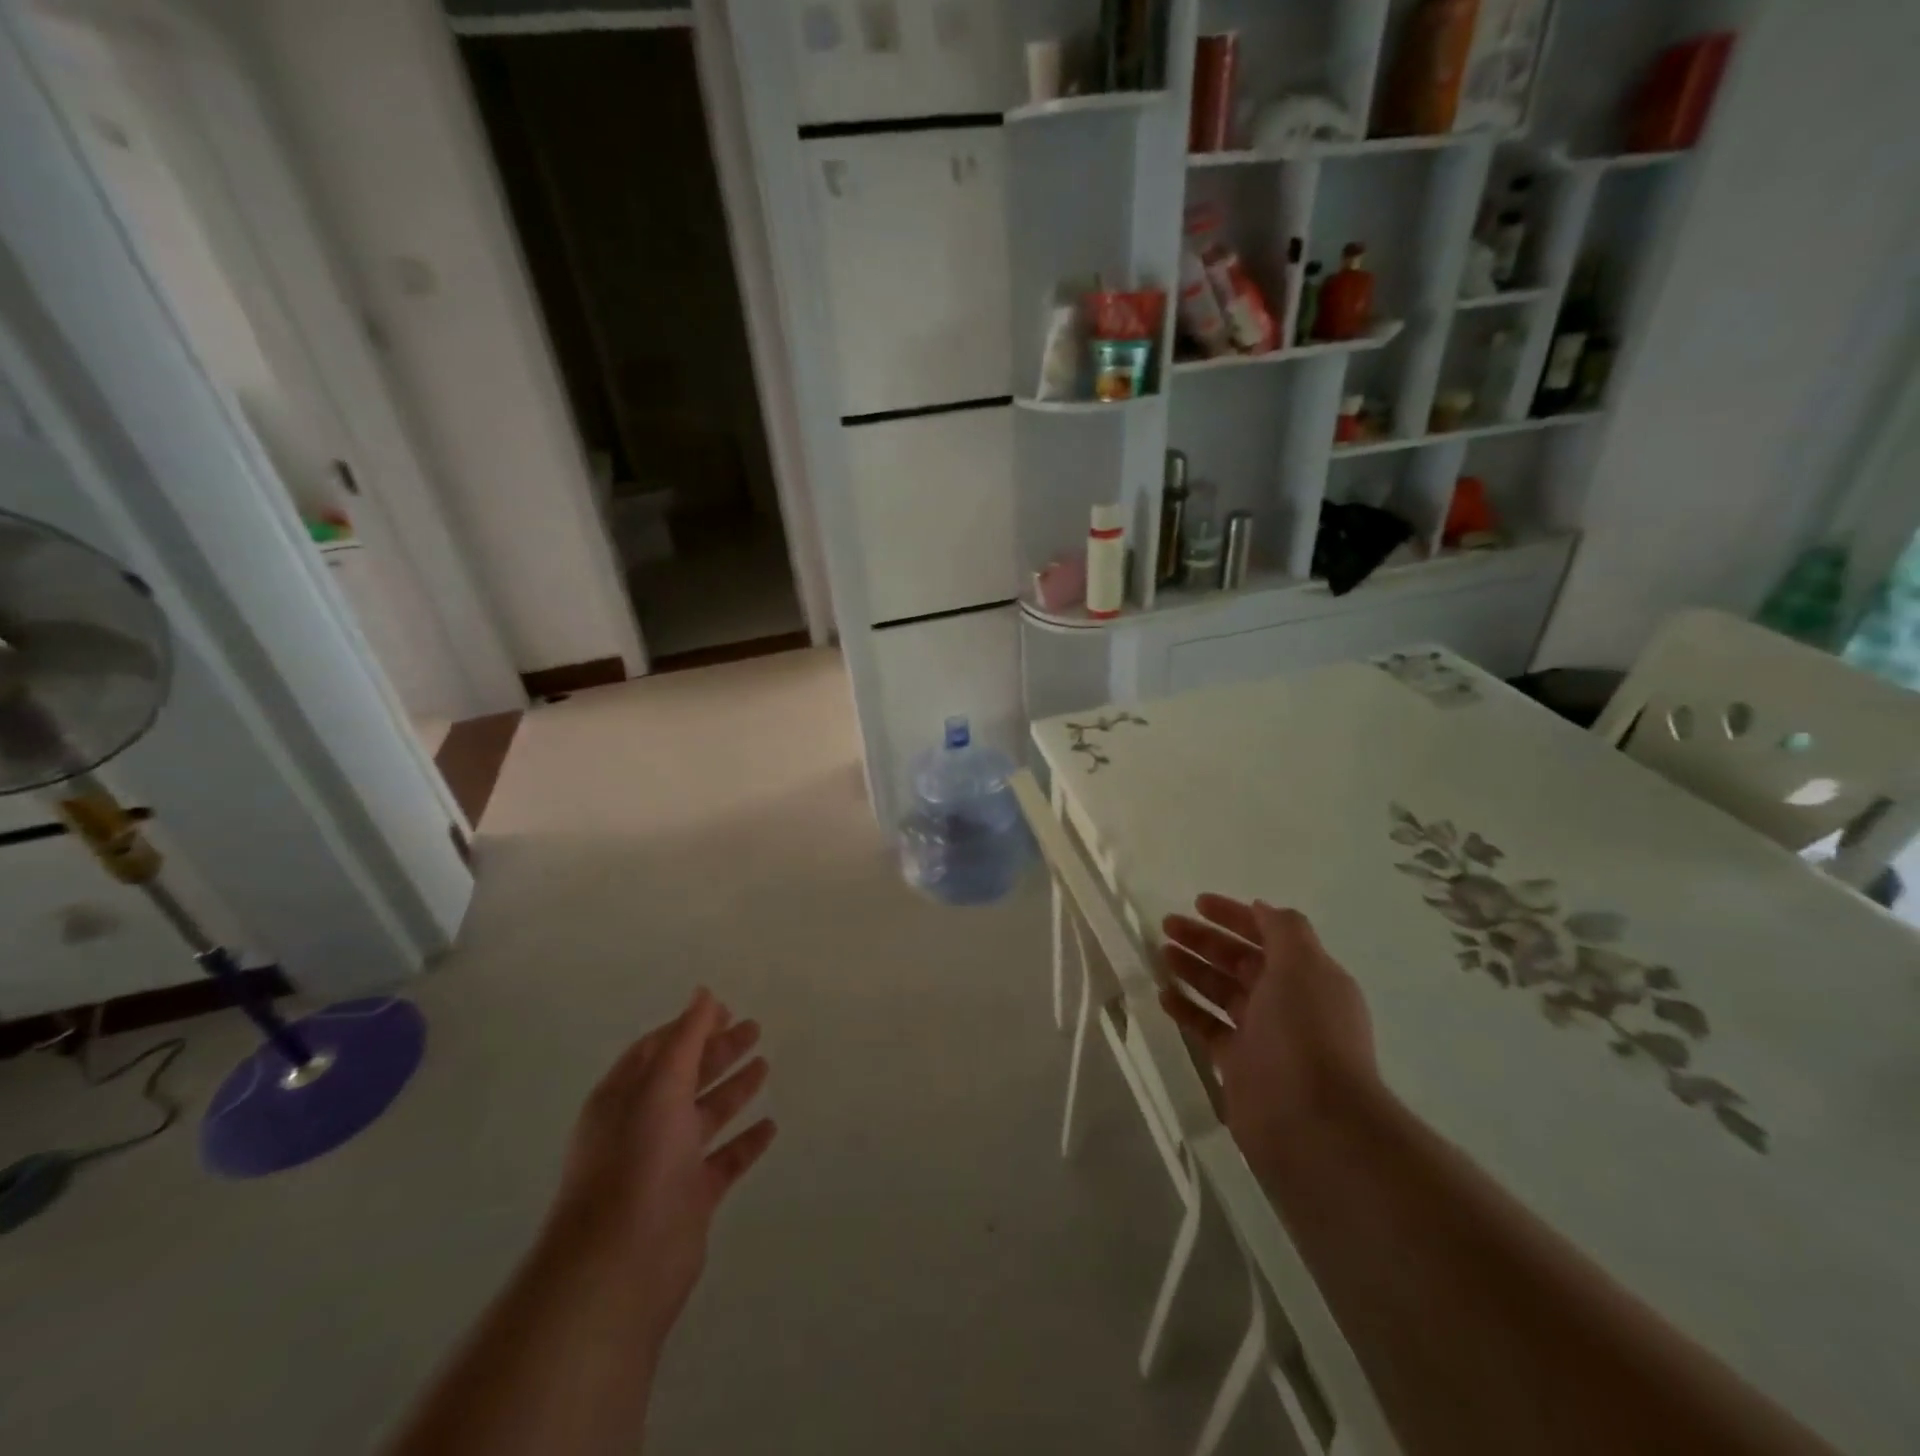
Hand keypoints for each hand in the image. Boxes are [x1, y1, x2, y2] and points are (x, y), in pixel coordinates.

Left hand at [547, 989, 775, 1340]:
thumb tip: (703, 993)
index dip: (690, 1026)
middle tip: (756, 1029)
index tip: (727, 1010)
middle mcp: (644, 1124)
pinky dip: (745, 1141)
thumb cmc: (636, 1161)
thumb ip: (686, 1038)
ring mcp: (667, 1162)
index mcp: (626, 1096)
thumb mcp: (660, 1086)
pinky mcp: (690, 1197)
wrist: (620, 1265)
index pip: (659, 1049)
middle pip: (686, 1077)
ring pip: (706, 1115)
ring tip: (765, 1065)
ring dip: (733, 1090)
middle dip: (718, 1051)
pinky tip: (770, 1126)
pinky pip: (724, 1160)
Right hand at [1159, 896, 1377, 1175]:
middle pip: (1240, 961)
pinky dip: (1187, 1009)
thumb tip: (1261, 910)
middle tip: (1167, 925)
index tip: (1197, 902)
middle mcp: (1288, 1002)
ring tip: (1160, 953)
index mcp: (1308, 976)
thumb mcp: (1304, 966)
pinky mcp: (1239, 1065)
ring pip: (1222, 991)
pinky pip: (1208, 1028)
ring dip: (1193, 969)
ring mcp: (1263, 1035)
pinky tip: (1163, 995)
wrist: (1314, 1122)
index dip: (1234, 916)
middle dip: (1206, 940)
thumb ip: (1284, 929)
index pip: (1268, 934)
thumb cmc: (1307, 1032)